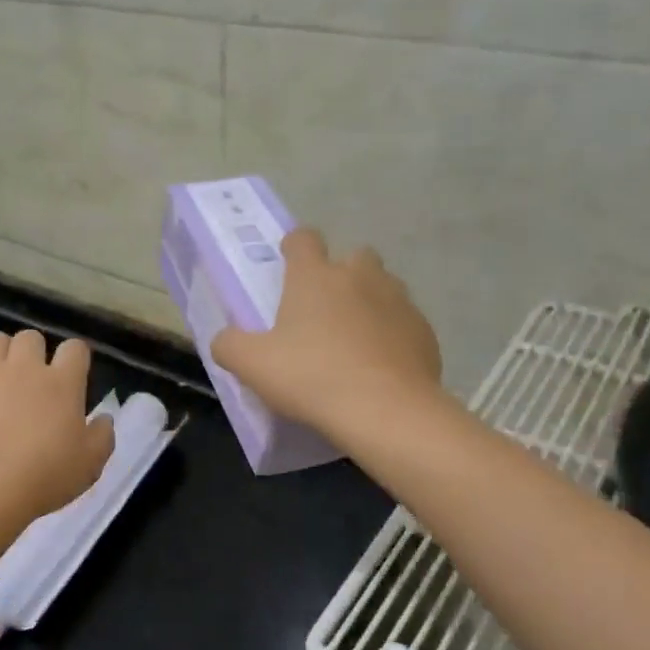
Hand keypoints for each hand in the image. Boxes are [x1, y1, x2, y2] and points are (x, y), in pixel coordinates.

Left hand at [0, 330, 115, 524]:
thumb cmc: (46, 478)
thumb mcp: (91, 464)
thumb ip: (102, 436)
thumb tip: (103, 418)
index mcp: (62, 382)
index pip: (75, 348)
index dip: (76, 358)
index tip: (74, 375)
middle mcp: (24, 368)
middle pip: (30, 337)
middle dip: (34, 351)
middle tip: (33, 378)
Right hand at [212, 229, 442, 439]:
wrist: (386, 411)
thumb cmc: (311, 377)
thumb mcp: (252, 365)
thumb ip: (230, 345)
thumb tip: (225, 339)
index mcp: (315, 277)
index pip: (303, 239)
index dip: (294, 247)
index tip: (288, 264)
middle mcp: (360, 276)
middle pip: (353, 256)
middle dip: (340, 273)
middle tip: (323, 309)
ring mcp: (398, 301)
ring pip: (383, 287)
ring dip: (368, 302)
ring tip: (353, 339)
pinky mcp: (424, 331)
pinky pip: (404, 323)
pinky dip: (392, 335)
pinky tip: (380, 365)